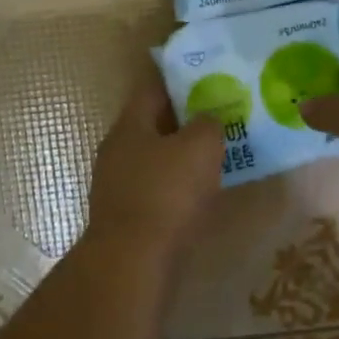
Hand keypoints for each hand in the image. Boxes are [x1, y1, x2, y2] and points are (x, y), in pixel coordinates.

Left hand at [86, 66, 225, 261]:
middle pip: (154, 124)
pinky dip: (179, 185)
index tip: (208, 77)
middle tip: (221, 115)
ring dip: (183, 155)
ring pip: (157, 159)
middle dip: (185, 119)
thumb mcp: (200, 146)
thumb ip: (208, 124)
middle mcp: (117, 151)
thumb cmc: (167, 193)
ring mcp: (119, 186)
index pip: (152, 88)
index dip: (180, 79)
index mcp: (129, 126)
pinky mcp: (129, 217)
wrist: (136, 261)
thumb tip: (207, 121)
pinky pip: (158, 189)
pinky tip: (203, 190)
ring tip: (218, 152)